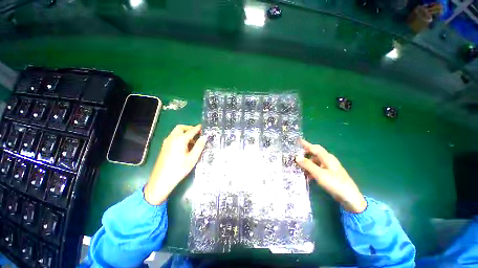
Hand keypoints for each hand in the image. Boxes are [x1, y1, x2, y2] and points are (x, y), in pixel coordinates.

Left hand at [144, 124, 206, 204]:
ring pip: (176, 132)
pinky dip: (180, 137)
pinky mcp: (164, 147)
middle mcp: (171, 138)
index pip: (191, 131)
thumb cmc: (179, 169)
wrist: (161, 181)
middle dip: (189, 128)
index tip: (204, 127)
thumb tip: (204, 137)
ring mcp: (166, 142)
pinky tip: (185, 146)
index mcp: (179, 140)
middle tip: (197, 134)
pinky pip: (173, 137)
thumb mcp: (192, 158)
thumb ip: (199, 146)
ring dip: (185, 133)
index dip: (198, 128)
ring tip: (193, 142)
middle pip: (180, 128)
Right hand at [295, 139, 366, 212]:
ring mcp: (329, 167)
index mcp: (327, 157)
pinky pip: (318, 168)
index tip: (297, 141)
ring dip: (307, 163)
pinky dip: (311, 169)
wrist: (349, 197)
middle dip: (305, 153)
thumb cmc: (335, 183)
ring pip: (315, 161)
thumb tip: (296, 156)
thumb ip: (308, 165)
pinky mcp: (329, 174)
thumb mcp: (319, 174)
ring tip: (298, 165)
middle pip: (315, 153)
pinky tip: (306, 175)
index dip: (305, 144)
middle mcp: (328, 160)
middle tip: (295, 153)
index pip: (314, 148)